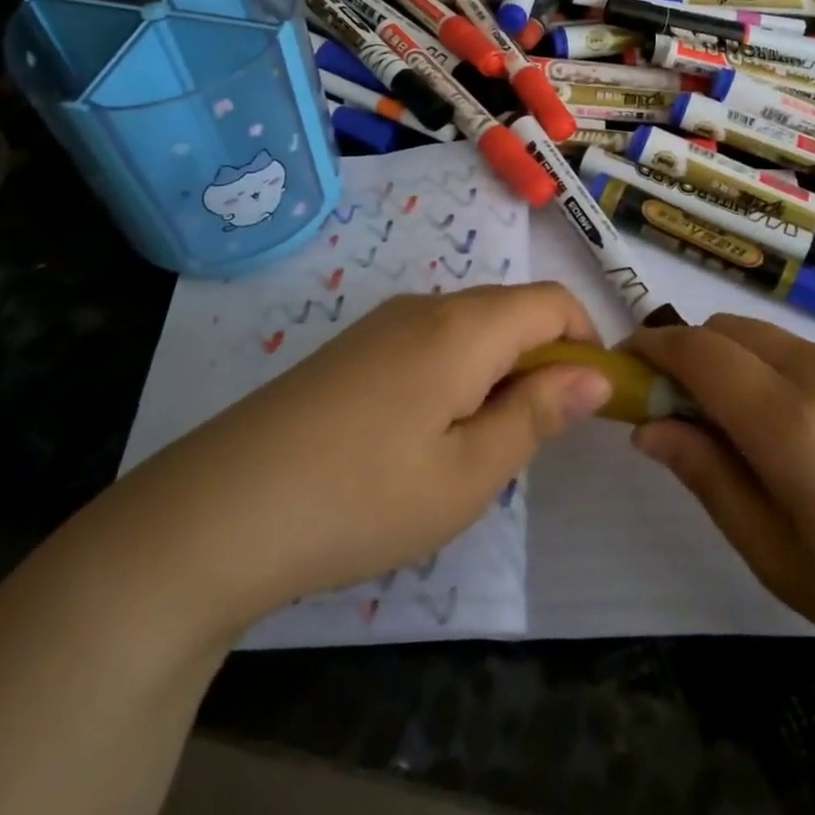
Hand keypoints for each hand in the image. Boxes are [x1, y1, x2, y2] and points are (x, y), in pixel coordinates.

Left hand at [96, 284, 610, 644]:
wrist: (218, 511)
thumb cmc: (362, 498)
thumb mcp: (469, 472)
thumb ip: (538, 414)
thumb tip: (595, 374)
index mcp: (464, 326)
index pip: (553, 302)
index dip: (587, 343)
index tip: (588, 405)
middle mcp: (425, 307)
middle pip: (511, 312)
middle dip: (541, 364)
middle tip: (524, 444)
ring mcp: (381, 324)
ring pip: (469, 330)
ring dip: (496, 375)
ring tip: (468, 452)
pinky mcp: (352, 349)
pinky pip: (428, 344)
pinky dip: (453, 377)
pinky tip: (418, 441)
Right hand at [629, 317, 814, 733]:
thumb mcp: (780, 560)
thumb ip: (707, 478)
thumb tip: (648, 427)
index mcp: (793, 424)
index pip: (698, 352)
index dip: (653, 349)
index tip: (628, 365)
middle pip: (734, 330)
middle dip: (695, 353)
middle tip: (687, 408)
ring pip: (780, 341)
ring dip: (747, 365)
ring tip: (764, 433)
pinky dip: (797, 376)